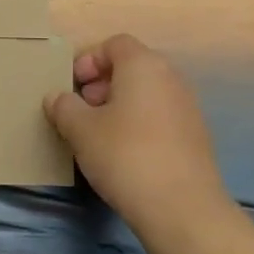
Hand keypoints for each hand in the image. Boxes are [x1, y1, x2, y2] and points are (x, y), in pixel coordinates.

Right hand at [45, 34, 230, 243]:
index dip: (89, 59)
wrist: (183, 210)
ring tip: (99, 134)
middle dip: (102, 83)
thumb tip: (57, 98)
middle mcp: (171, 78)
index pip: (114, 44)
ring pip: (146, 93)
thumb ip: (64, 107)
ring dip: (120, 105)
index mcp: (144, 65)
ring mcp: (188, 108)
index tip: (72, 86)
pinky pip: (160, 117)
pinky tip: (124, 154)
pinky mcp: (195, 137)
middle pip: (132, 67)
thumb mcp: (81, 130)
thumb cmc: (125, 156)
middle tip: (81, 110)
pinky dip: (139, 124)